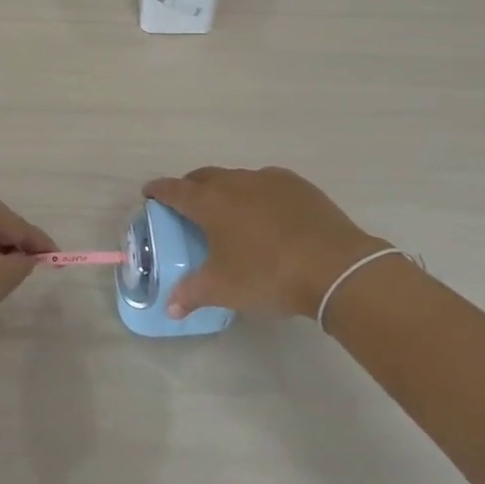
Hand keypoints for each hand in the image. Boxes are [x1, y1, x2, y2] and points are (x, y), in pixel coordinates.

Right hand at [141, 166, 395, 320]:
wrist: (335, 266)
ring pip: (237, 178)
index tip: (149, 193)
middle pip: (204, 177)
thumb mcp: (223, 289)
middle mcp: (236, 182)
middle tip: (187, 206)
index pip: (174, 190)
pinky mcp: (298, 185)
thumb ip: (192, 294)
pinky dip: (258, 194)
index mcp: (211, 202)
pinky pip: (267, 183)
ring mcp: (269, 180)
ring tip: (230, 213)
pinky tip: (267, 214)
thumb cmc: (268, 275)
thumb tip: (170, 307)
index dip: (158, 190)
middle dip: (191, 187)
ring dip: (226, 190)